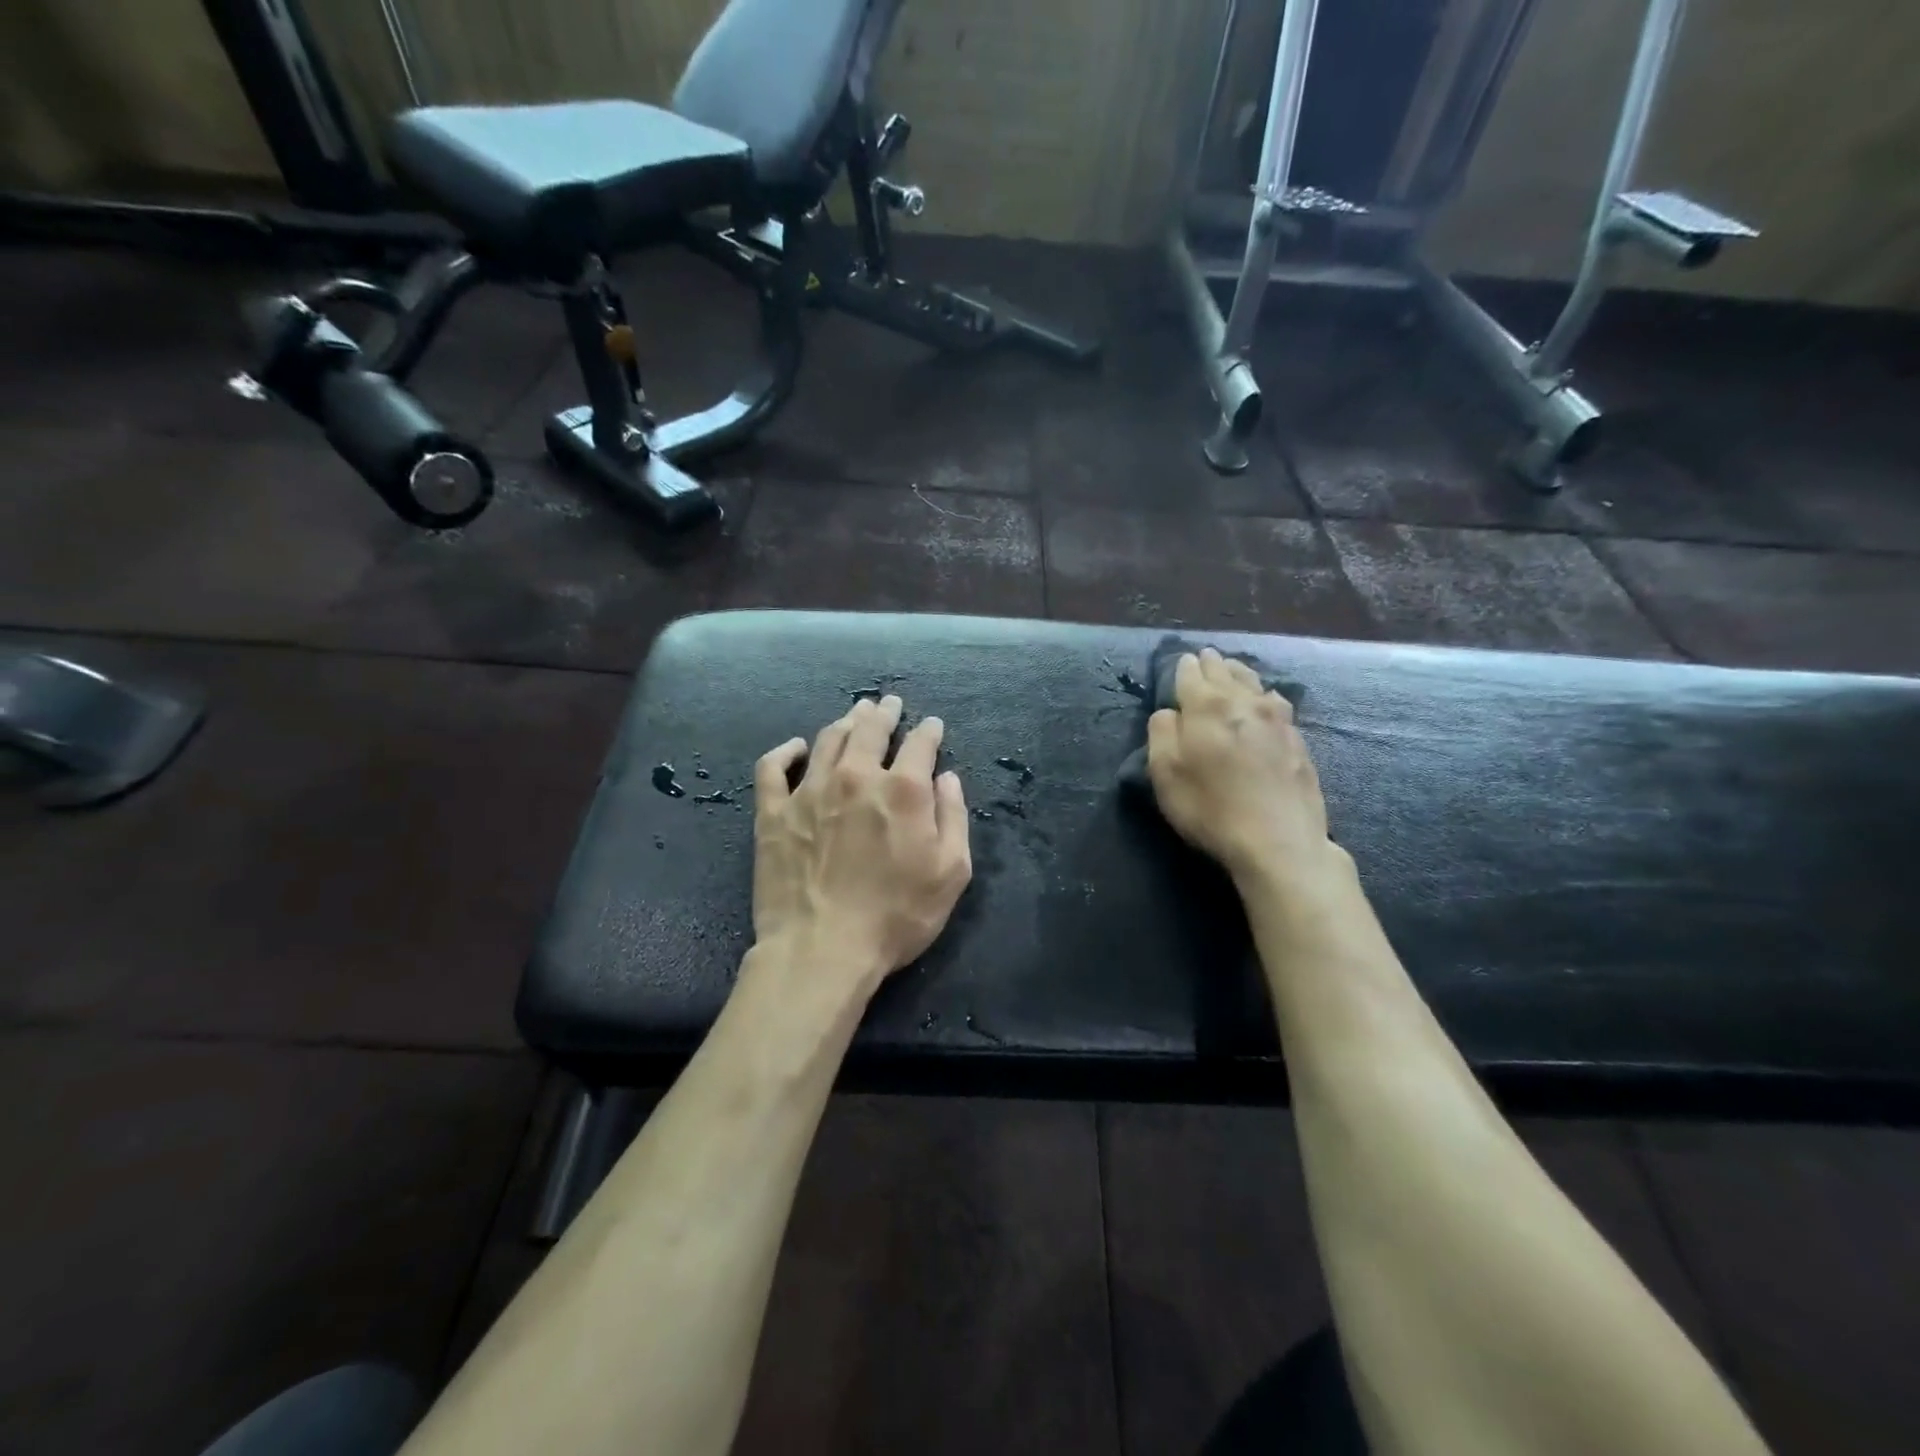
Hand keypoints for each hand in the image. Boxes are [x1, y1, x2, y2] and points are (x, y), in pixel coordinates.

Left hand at [752, 695, 972, 991]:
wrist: (822, 950)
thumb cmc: (896, 917)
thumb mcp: (950, 873)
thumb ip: (953, 817)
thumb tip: (947, 778)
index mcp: (902, 789)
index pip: (920, 744)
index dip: (929, 731)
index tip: (932, 726)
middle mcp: (856, 777)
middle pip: (870, 730)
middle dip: (885, 713)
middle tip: (889, 703)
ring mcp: (809, 791)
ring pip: (828, 739)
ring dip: (845, 722)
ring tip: (854, 715)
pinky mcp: (773, 812)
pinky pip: (772, 768)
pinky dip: (785, 751)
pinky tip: (796, 747)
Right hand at [1147, 649, 1335, 882]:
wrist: (1278, 841)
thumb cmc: (1210, 807)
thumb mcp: (1165, 773)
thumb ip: (1161, 733)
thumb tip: (1169, 712)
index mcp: (1206, 706)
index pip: (1191, 673)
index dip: (1183, 668)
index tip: (1181, 663)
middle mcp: (1243, 702)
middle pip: (1225, 672)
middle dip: (1212, 664)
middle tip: (1205, 657)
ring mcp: (1277, 719)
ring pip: (1254, 683)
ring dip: (1239, 673)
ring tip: (1232, 670)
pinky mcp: (1298, 740)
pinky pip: (1276, 703)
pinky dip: (1264, 695)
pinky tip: (1266, 701)